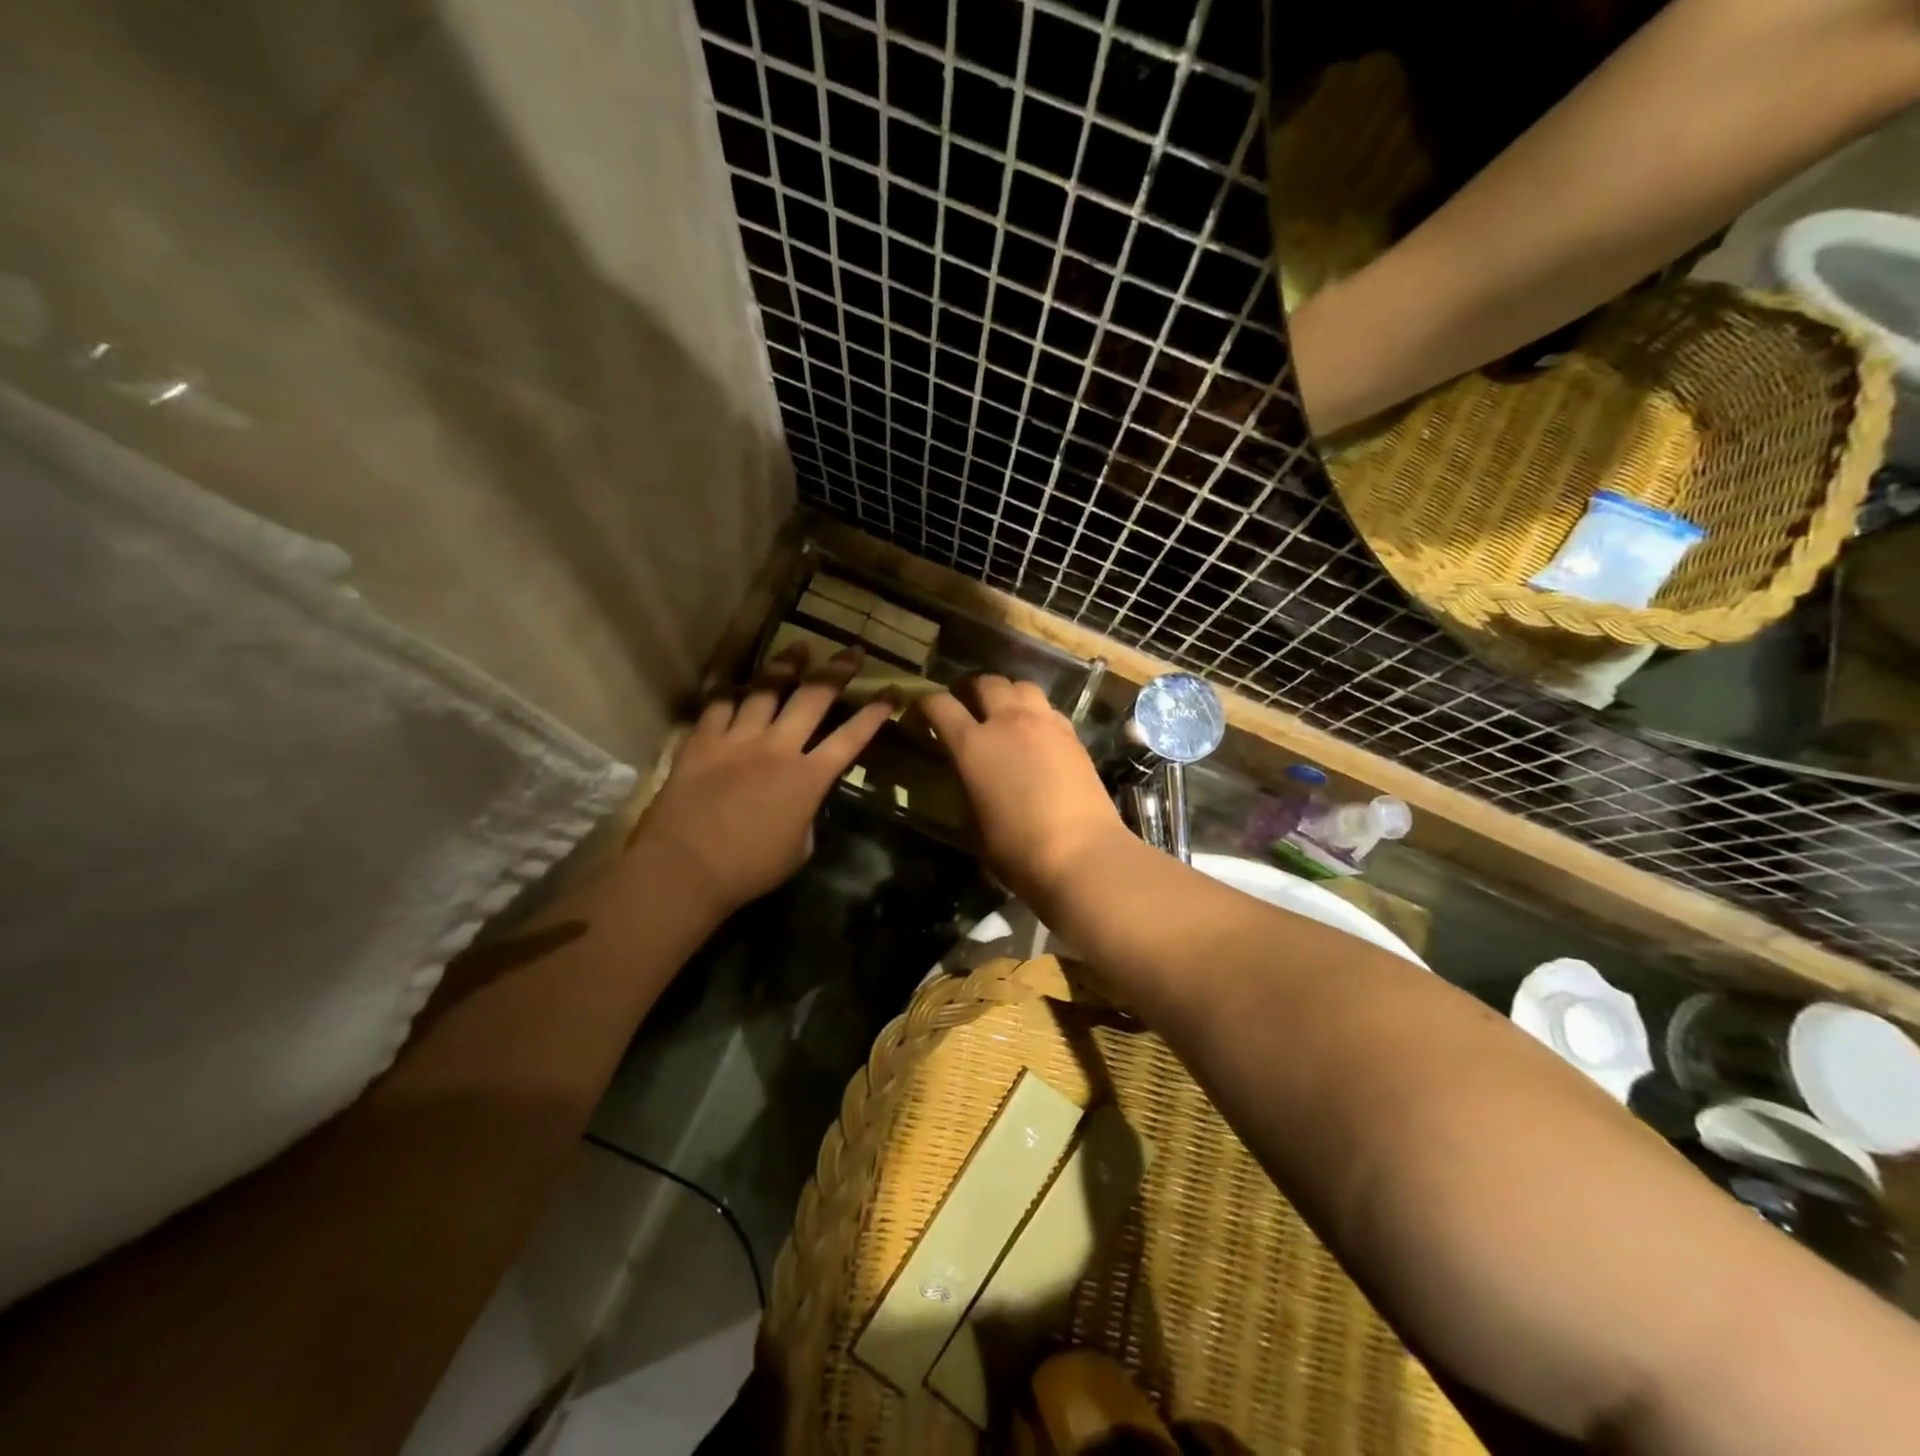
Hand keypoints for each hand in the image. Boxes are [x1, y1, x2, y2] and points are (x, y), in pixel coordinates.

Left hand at [631, 644, 892, 914]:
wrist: (684, 868)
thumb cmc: (749, 869)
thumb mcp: (799, 848)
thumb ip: (807, 815)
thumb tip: (803, 801)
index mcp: (808, 778)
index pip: (851, 738)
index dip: (874, 714)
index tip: (891, 691)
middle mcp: (778, 747)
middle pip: (813, 697)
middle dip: (838, 671)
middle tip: (852, 651)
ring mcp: (737, 739)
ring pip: (766, 689)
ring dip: (786, 666)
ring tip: (799, 647)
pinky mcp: (702, 741)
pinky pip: (717, 704)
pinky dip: (728, 689)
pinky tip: (735, 677)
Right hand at [920, 675, 1126, 903]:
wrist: (1082, 853)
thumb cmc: (1018, 849)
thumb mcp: (973, 824)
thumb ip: (966, 787)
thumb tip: (967, 774)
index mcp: (973, 745)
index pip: (940, 705)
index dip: (926, 702)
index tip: (922, 711)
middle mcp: (1007, 722)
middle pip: (986, 682)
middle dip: (972, 690)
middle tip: (968, 707)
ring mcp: (1044, 723)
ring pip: (1022, 686)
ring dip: (1008, 693)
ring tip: (1005, 712)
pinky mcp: (1072, 734)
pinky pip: (1048, 708)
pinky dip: (1036, 712)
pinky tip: (1037, 733)